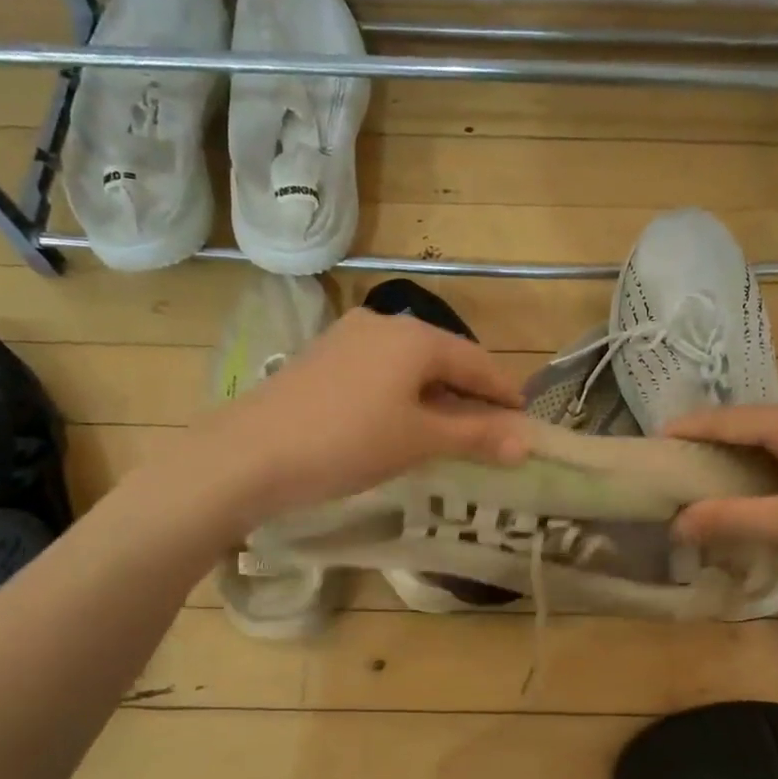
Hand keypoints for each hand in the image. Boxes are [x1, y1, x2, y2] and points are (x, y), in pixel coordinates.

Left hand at [187, 308, 529, 527]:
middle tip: (490, 429)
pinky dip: (402, 395)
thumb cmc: (348, 443)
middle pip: (444, 358)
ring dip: (435, 395)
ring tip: (450, 430)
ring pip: (409, 366)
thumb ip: (476, 436)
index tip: (524, 420)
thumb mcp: (420, 441)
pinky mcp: (322, 358)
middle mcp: (383, 324)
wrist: (250, 453)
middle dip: (470, 394)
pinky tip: (400, 421)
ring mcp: (347, 338)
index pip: (477, 362)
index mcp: (415, 337)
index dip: (504, 393)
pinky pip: (380, 372)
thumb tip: (527, 441)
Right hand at [665, 402, 777, 580]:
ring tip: (708, 474)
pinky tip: (761, 483)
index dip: (691, 428)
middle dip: (711, 439)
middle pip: (751, 421)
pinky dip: (767, 460)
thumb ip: (737, 520)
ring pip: (775, 433)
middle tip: (675, 464)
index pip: (731, 419)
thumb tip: (678, 523)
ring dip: (740, 451)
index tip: (654, 440)